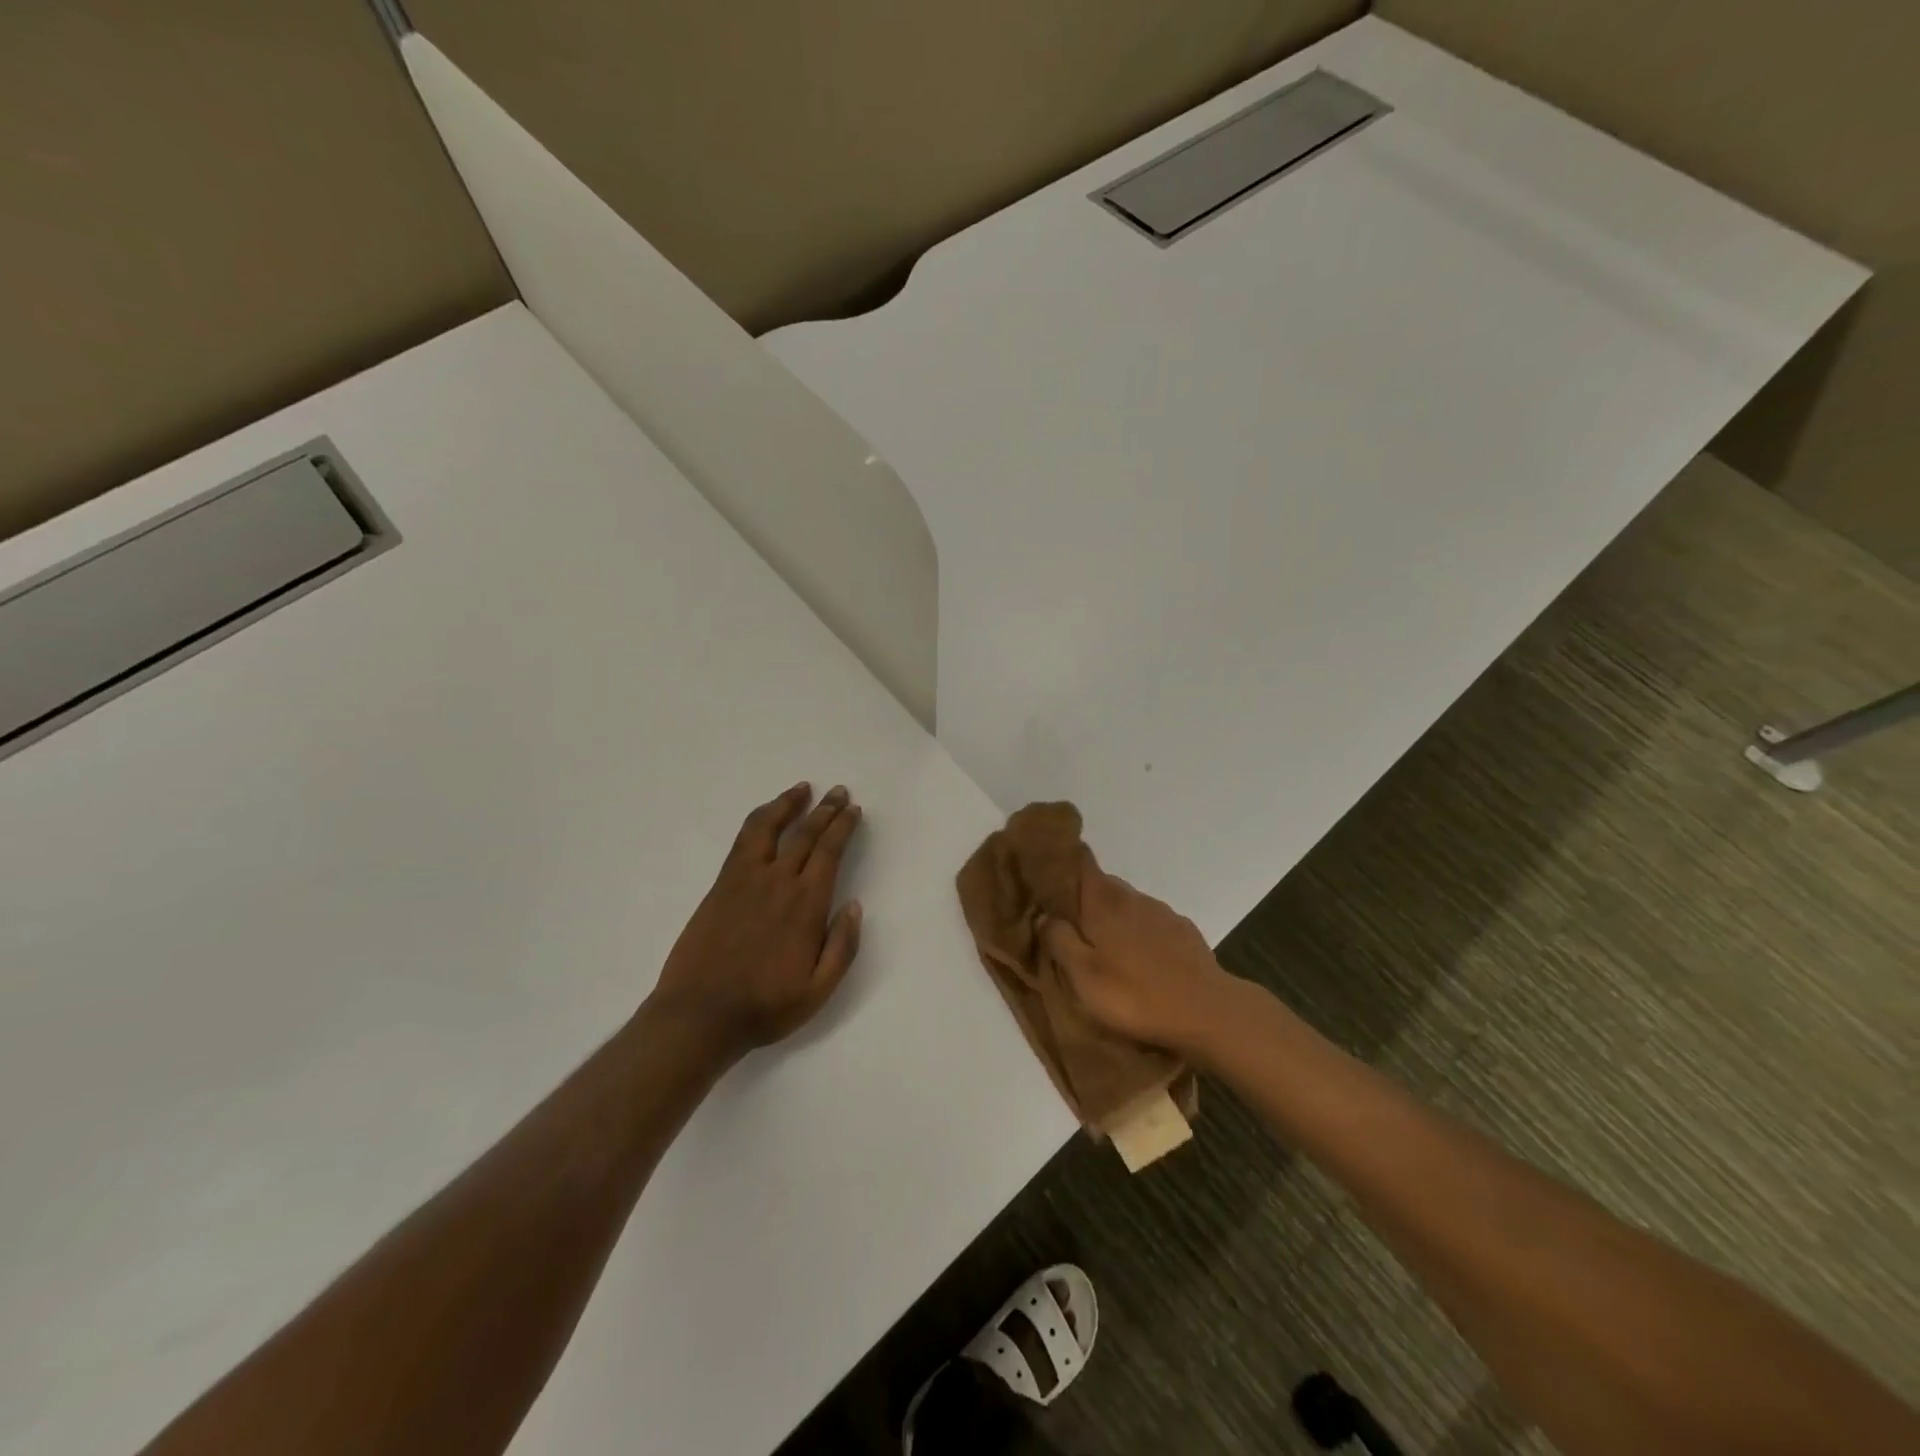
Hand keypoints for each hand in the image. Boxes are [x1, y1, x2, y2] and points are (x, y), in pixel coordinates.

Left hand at [650, 782, 863, 1058]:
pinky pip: (744, 840)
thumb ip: (842, 947)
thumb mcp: (819, 990)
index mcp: (806, 904)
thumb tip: (854, 906)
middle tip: (839, 792)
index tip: (853, 810)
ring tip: (804, 789)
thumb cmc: (765, 1007)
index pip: (830, 851)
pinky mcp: (721, 884)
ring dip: (789, 804)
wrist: (700, 1015)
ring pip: (770, 826)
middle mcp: (778, 882)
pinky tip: (768, 815)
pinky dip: (760, 819)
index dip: (843, 826)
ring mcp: (745, 879)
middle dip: (826, 809)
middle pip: (805, 833)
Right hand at [1041, 852, 1237, 1055]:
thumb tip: (1045, 915)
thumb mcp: (1083, 976)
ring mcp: (1163, 913)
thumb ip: (1059, 940)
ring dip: (1113, 918)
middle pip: (1103, 885)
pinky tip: (1140, 960)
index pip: (1082, 862)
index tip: (1048, 871)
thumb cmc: (1135, 995)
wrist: (1208, 1013)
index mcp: (1104, 902)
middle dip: (1085, 897)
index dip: (1065, 862)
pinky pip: (1151, 924)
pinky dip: (1139, 933)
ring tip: (1104, 947)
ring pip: (1128, 905)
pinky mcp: (1184, 933)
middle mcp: (1133, 897)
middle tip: (1069, 924)